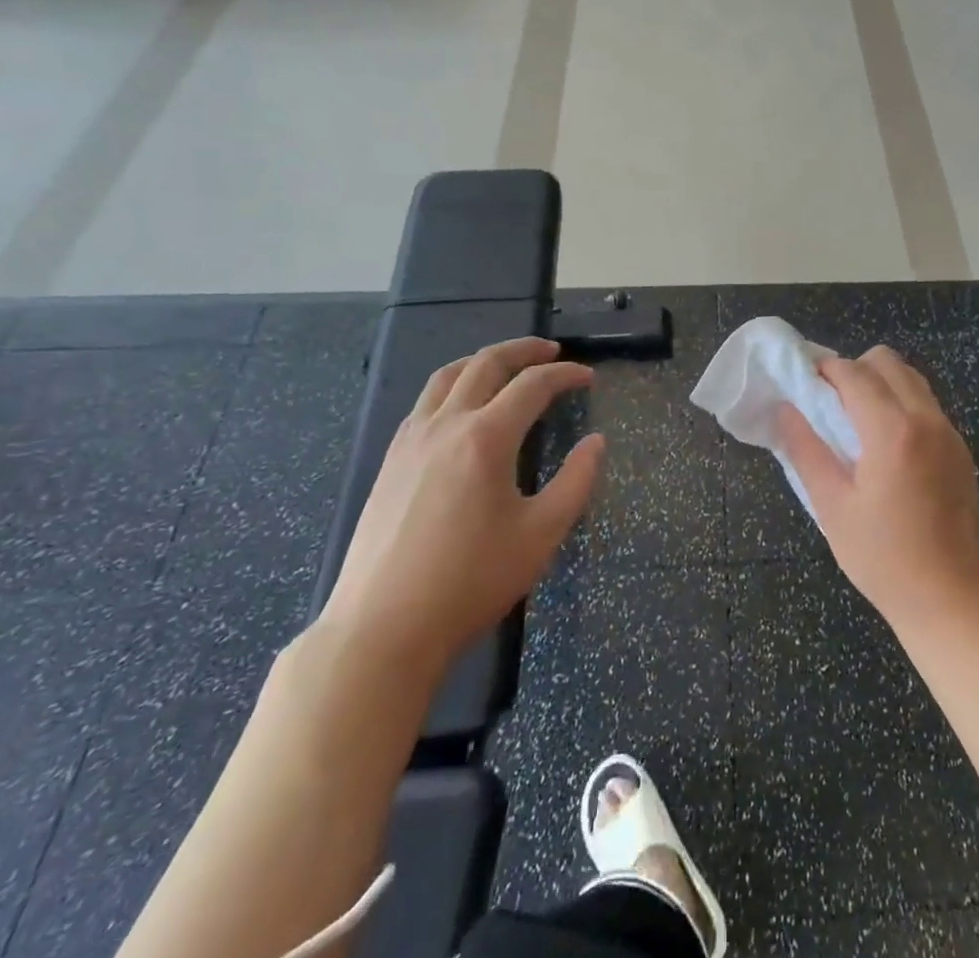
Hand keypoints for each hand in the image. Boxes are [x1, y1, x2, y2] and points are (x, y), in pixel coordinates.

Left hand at [319, 338, 602, 683]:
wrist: (382, 628)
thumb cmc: (471, 582)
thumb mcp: (541, 534)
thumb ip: (576, 481)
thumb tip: (596, 442)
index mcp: (486, 437)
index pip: (533, 385)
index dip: (565, 375)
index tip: (588, 378)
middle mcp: (446, 425)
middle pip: (486, 364)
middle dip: (523, 350)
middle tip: (551, 352)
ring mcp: (411, 441)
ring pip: (447, 376)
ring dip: (483, 361)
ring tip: (506, 365)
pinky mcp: (390, 461)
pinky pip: (424, 402)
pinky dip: (453, 386)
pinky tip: (462, 408)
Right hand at [779, 347, 978, 633]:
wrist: (951, 597)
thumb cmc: (883, 558)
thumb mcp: (832, 507)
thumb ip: (806, 450)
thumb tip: (785, 410)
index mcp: (892, 431)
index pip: (854, 374)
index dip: (825, 370)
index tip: (803, 382)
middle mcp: (926, 419)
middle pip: (887, 361)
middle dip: (854, 369)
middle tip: (830, 403)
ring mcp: (949, 432)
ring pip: (911, 378)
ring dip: (880, 383)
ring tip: (857, 420)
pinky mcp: (960, 448)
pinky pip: (926, 403)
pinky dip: (901, 402)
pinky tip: (886, 443)